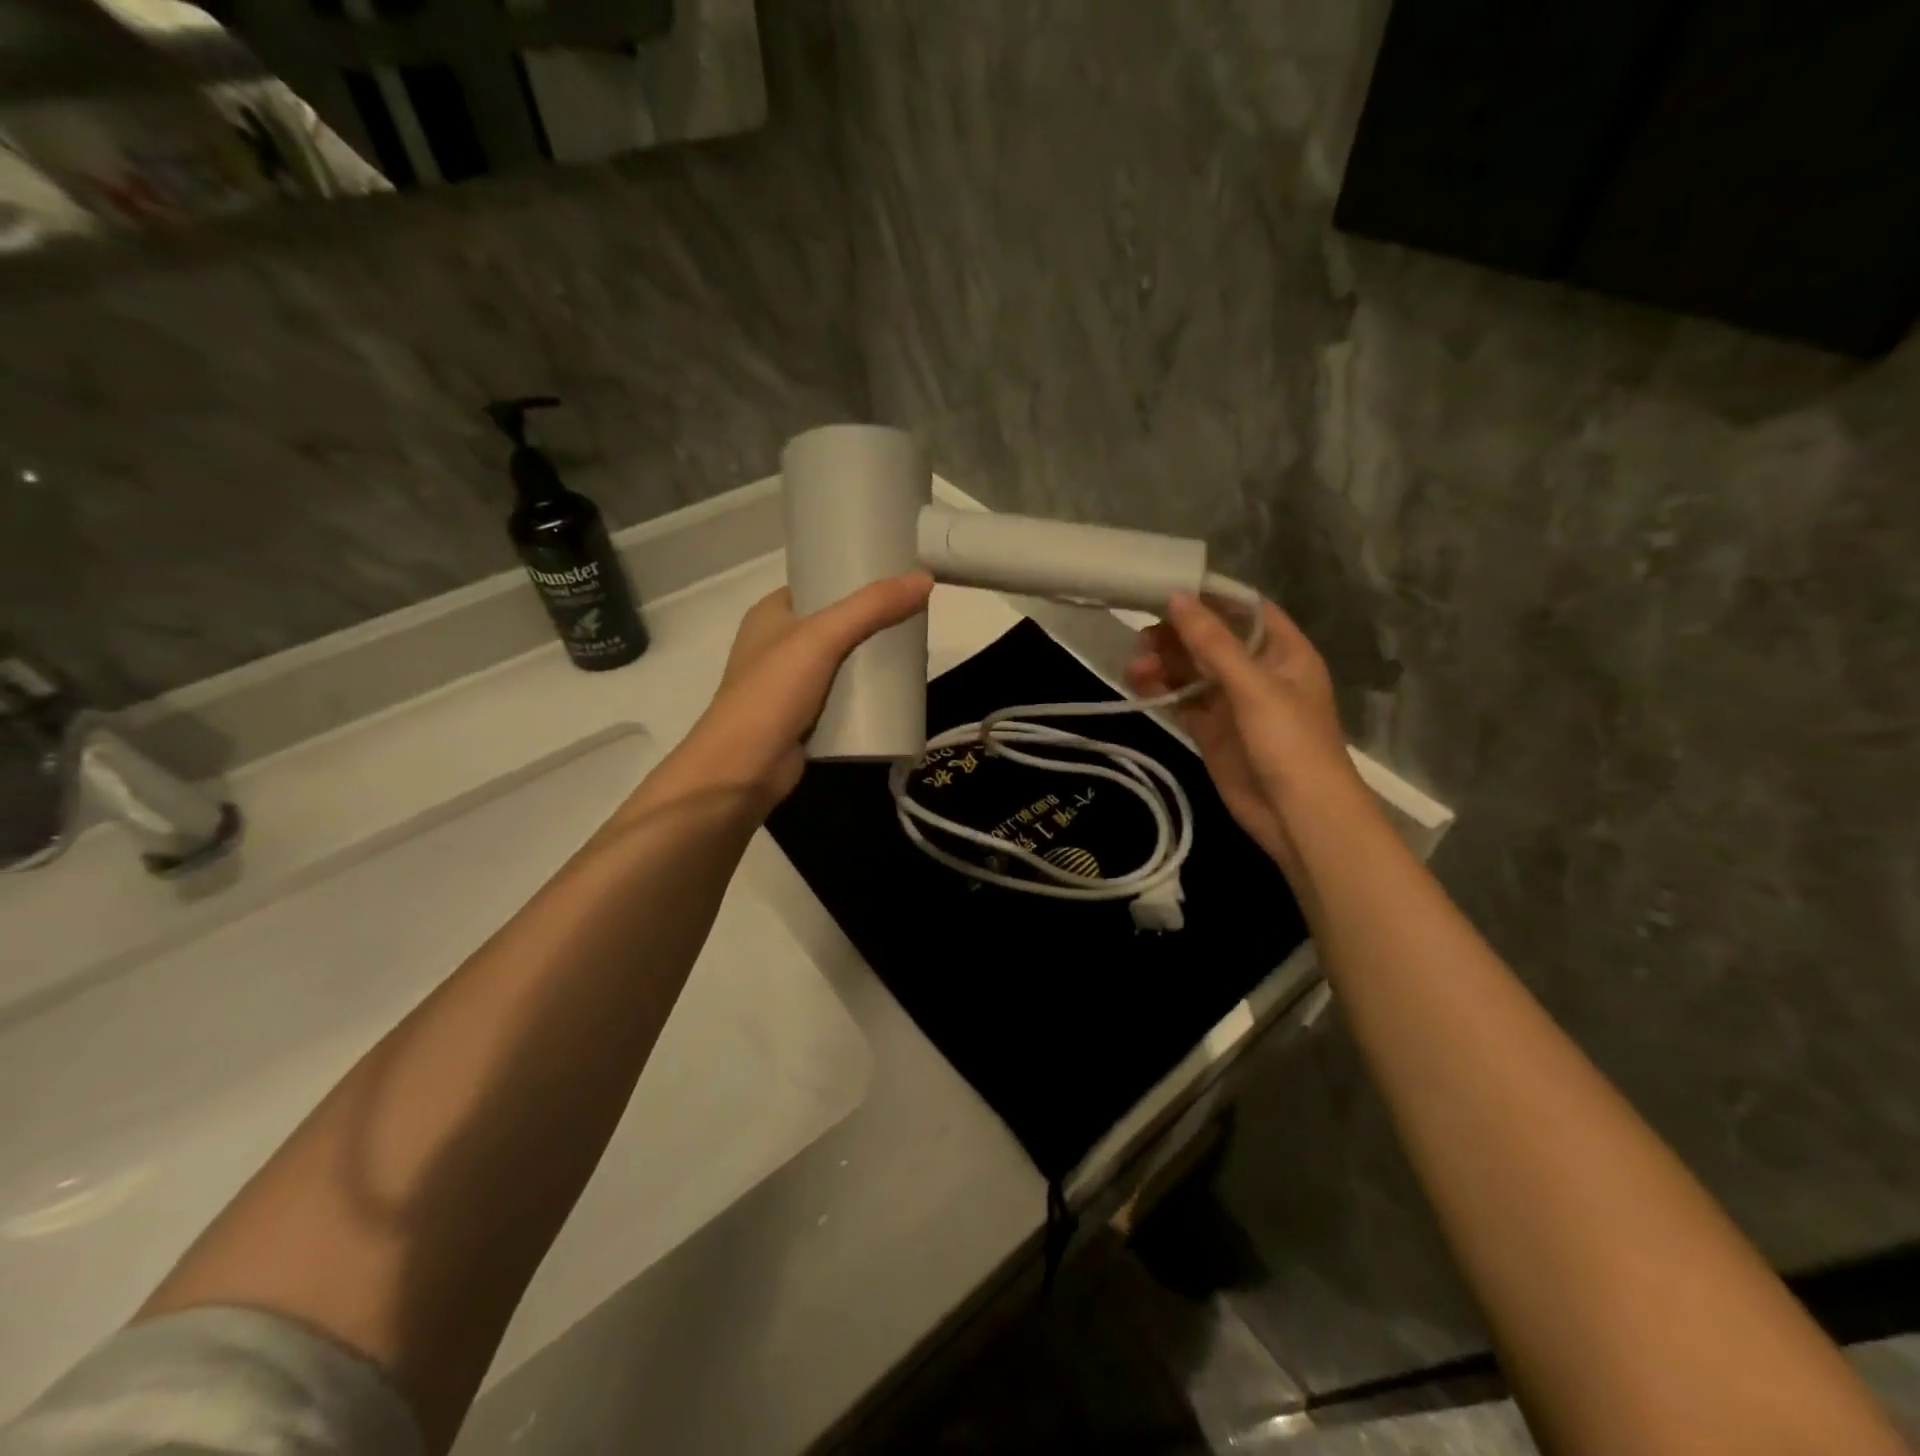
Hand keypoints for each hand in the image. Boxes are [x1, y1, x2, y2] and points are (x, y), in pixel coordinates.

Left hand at [671, 573, 933, 803]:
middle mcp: (778, 645)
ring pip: (842, 663)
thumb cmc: (772, 693)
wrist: (742, 770)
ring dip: (872, 661)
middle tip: (916, 621)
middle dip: (873, 624)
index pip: (819, 585)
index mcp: (771, 614)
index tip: (899, 581)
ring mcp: (789, 685)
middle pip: (836, 625)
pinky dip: (865, 696)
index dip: (856, 580)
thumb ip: (872, 608)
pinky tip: (895, 693)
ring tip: (914, 654)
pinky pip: (842, 698)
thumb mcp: (822, 638)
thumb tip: (924, 578)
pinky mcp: (803, 719)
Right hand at [1127, 593, 1363, 878]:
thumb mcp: (1253, 686)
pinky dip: (1161, 692)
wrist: (1298, 816)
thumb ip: (1213, 643)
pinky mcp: (1212, 731)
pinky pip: (1182, 702)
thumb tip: (1176, 598)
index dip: (1209, 598)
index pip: (1244, 610)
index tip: (1167, 590)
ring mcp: (1233, 703)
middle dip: (1176, 636)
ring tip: (1135, 668)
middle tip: (1141, 639)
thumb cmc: (1289, 742)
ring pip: (1191, 671)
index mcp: (1282, 652)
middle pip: (1211, 640)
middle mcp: (1257, 672)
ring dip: (1163, 664)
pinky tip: (1139, 685)